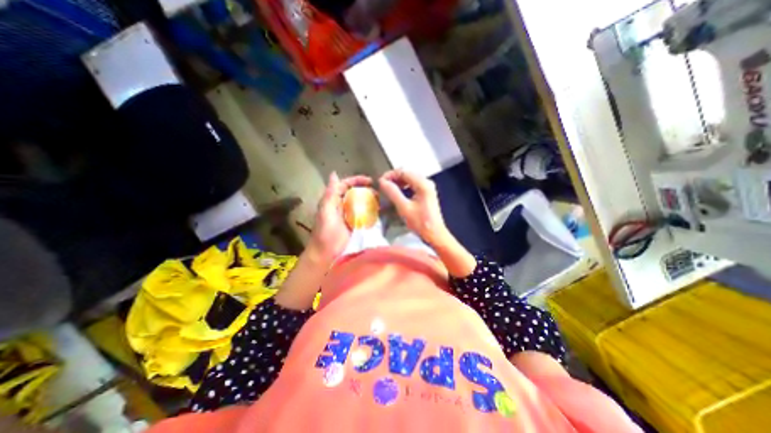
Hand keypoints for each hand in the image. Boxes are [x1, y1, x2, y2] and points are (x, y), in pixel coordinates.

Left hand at [309, 171, 372, 259]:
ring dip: (370, 200)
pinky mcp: (356, 226)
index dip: (356, 180)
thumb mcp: (326, 211)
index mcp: (333, 201)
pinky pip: (364, 215)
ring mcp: (349, 216)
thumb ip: (330, 194)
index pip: (345, 185)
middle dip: (365, 190)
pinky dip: (371, 212)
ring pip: (360, 203)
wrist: (326, 256)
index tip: (369, 181)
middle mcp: (341, 206)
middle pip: (354, 193)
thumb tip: (334, 174)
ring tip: (380, 200)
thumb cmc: (325, 233)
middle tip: (377, 191)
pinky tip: (379, 212)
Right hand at [379, 172, 448, 247]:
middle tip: (383, 185)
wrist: (434, 234)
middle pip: (407, 173)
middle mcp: (427, 182)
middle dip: (394, 177)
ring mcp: (428, 187)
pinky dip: (404, 186)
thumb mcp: (404, 208)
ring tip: (388, 188)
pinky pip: (413, 184)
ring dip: (398, 182)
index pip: (403, 172)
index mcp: (423, 184)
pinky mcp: (427, 193)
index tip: (380, 182)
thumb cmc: (420, 222)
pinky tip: (398, 192)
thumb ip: (393, 193)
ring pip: (410, 178)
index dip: (390, 175)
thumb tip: (382, 182)